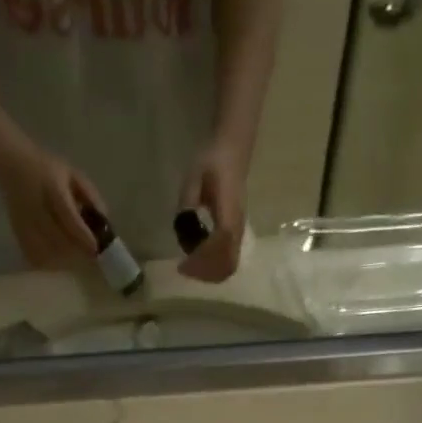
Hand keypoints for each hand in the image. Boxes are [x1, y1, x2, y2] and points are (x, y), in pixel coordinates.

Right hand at [0, 144, 105, 268]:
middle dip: (76, 250)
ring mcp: (24, 223)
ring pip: (47, 253)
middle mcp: (36, 206)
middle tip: (88, 252)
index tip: (95, 248)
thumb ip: (90, 195)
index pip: (68, 216)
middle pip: (58, 240)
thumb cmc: (48, 170)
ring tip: (74, 253)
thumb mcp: (72, 174)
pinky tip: (57, 256)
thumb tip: (105, 222)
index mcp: (51, 186)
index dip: (82, 235)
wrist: (13, 166)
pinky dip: (49, 262)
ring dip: (64, 258)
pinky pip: (36, 257)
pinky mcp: (18, 235)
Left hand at [177, 144, 246, 282]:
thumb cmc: (213, 160)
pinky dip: (213, 267)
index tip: (182, 264)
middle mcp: (238, 227)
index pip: (219, 246)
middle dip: (204, 272)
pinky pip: (228, 260)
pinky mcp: (236, 234)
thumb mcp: (194, 176)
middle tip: (184, 269)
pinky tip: (198, 260)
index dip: (201, 260)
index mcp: (229, 212)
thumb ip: (188, 201)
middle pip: (227, 264)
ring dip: (209, 273)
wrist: (233, 149)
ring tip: (190, 267)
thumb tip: (182, 225)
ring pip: (229, 266)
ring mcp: (239, 232)